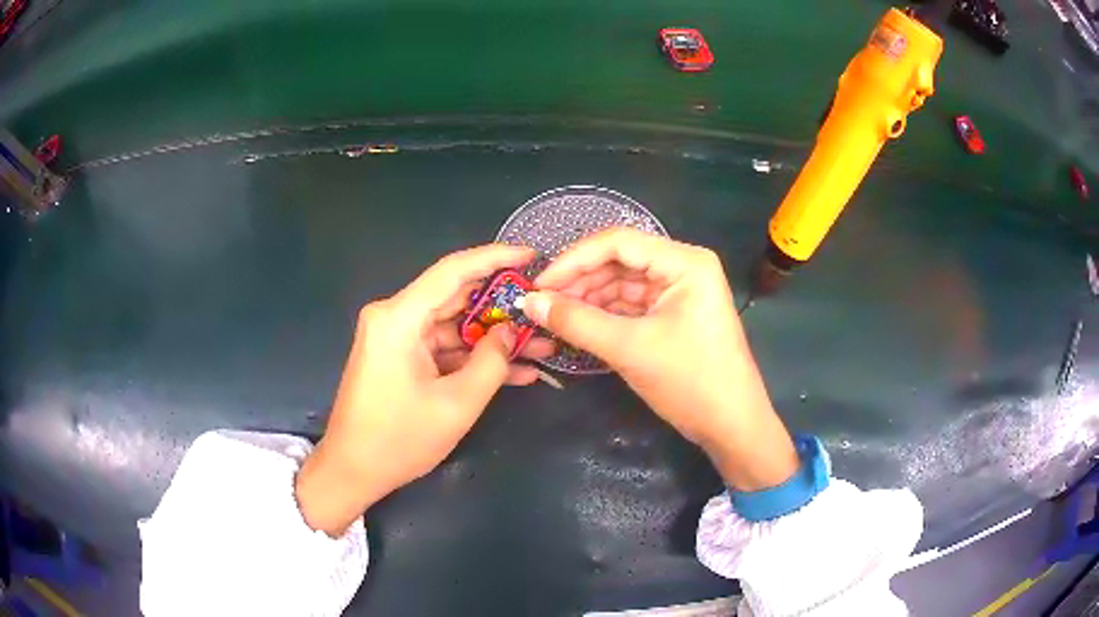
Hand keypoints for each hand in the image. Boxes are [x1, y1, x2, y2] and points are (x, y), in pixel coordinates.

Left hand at [295, 245, 553, 535]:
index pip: (454, 270)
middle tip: (544, 307)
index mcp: (399, 317)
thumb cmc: (399, 440)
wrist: (353, 471)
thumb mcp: (457, 403)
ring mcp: (396, 338)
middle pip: (456, 298)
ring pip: (454, 326)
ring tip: (542, 346)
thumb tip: (512, 331)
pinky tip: (515, 369)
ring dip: (493, 338)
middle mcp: (394, 317)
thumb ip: (491, 361)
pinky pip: (443, 348)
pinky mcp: (399, 357)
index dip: (496, 258)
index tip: (533, 254)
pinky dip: (473, 358)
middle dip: (503, 306)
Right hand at [522, 228, 797, 490]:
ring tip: (553, 316)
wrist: (731, 425)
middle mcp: (683, 267)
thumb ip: (576, 321)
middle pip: (620, 260)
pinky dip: (604, 313)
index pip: (618, 242)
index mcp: (685, 262)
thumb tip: (529, 302)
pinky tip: (577, 324)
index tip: (538, 285)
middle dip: (580, 281)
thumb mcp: (630, 349)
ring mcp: (679, 291)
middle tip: (541, 304)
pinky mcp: (673, 314)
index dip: (573, 260)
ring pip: (622, 283)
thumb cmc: (690, 381)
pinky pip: (631, 304)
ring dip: (589, 298)